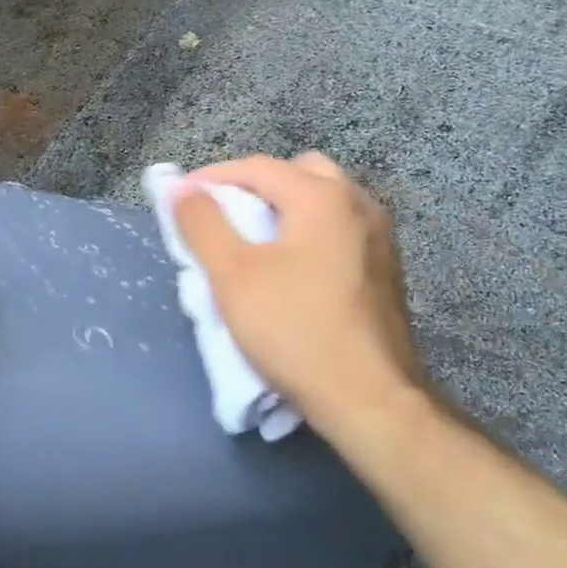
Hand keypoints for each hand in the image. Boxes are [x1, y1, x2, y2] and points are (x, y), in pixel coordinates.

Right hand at [173, 152, 421, 438]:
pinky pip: (340, 228)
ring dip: (285, 208)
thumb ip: (202, 223)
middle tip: (225, 215)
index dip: (213, 178)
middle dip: (256, 186)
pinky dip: (310, 230)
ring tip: (255, 240)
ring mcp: (379, 235)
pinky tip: (293, 267)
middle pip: (297, 173)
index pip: (257, 167)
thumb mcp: (233, 275)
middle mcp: (358, 202)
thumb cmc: (295, 330)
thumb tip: (180, 186)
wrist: (371, 400)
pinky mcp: (387, 267)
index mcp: (322, 196)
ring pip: (323, 200)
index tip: (182, 200)